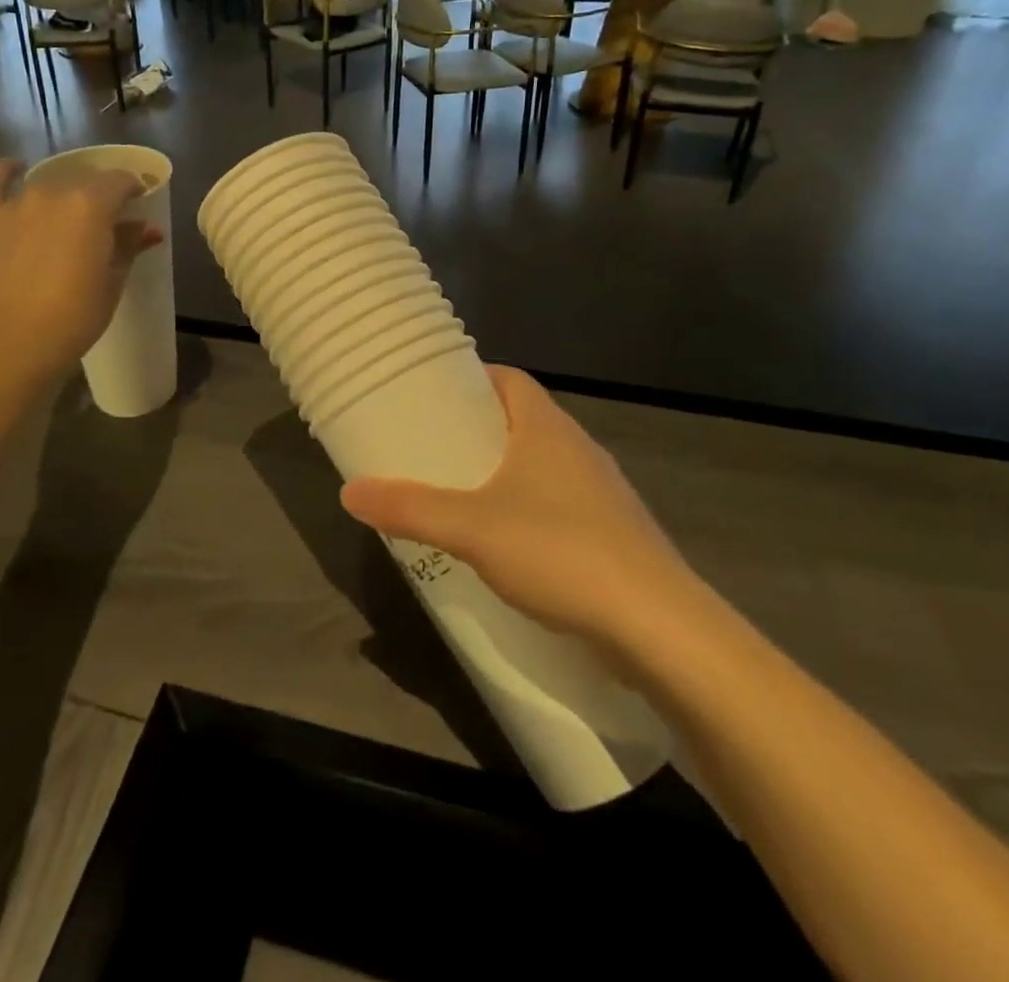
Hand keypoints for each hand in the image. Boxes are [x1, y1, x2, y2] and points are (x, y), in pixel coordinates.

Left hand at [0, 158, 162, 380]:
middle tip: (107, 220)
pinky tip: (15, 169)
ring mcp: (16, 202)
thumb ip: (129, 245)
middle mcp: (53, 192)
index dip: (134, 190)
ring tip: (69, 213)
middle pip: (84, 179)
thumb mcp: (113, 281)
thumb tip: (149, 228)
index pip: (121, 181)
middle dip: (101, 193)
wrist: (13, 341)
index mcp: (91, 204)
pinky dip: (5, 171)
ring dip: (63, 192)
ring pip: (47, 183)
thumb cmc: (75, 316)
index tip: (139, 205)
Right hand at [340, 367, 708, 668]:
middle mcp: (578, 449)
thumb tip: (349, 491)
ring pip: (542, 467)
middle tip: (433, 449)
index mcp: (547, 428)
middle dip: (478, 432)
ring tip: (460, 496)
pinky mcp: (613, 536)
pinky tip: (506, 547)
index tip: (434, 397)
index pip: (509, 379)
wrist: (659, 629)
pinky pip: (559, 506)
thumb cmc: (560, 553)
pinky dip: (528, 512)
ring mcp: (601, 493)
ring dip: (504, 475)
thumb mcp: (471, 528)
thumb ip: (410, 508)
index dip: (471, 380)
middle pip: (522, 421)